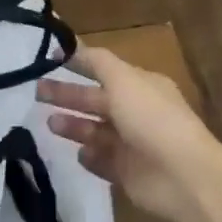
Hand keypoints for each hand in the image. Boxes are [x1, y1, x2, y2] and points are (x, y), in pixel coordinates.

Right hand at [37, 46, 221, 221]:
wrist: (183, 176)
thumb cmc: (152, 119)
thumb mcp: (123, 79)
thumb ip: (95, 61)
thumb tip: (70, 45)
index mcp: (140, 86)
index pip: (103, 70)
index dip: (77, 64)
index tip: (47, 61)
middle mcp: (137, 112)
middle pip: (95, 101)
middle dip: (67, 95)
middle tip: (37, 93)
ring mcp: (133, 145)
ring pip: (95, 131)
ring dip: (73, 126)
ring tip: (49, 124)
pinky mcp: (128, 174)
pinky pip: (102, 162)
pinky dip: (89, 157)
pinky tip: (77, 154)